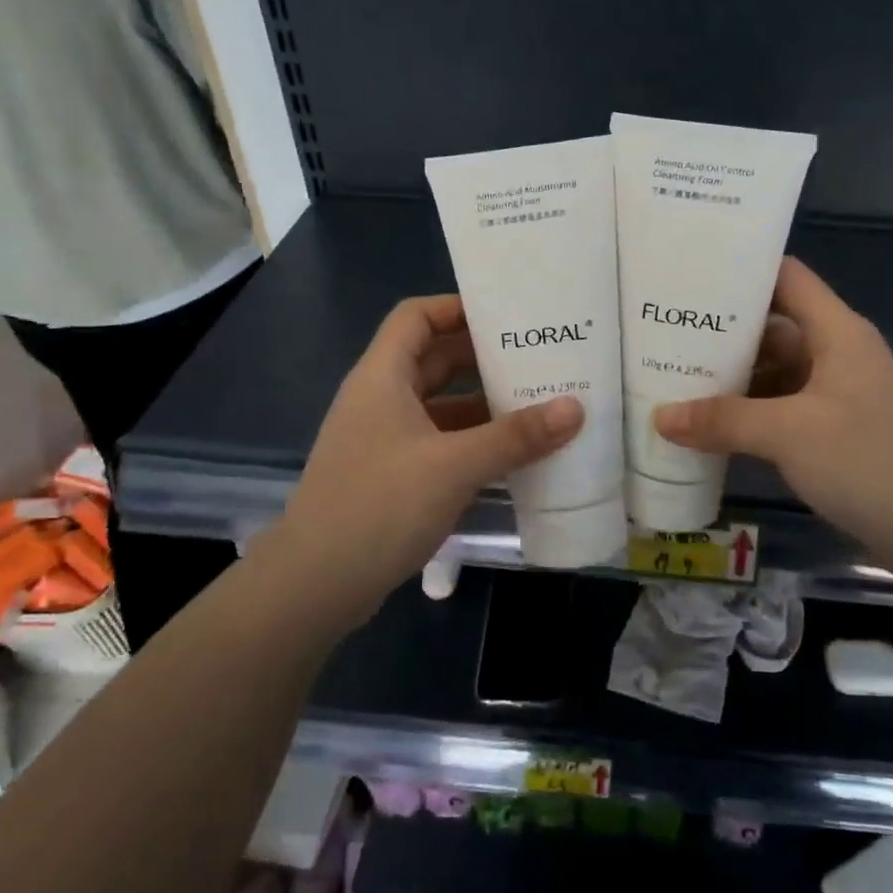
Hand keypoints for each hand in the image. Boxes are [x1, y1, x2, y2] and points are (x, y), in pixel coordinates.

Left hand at [262, 295, 581, 620]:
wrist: (316, 585)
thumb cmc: (380, 506)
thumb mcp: (455, 466)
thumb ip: (516, 437)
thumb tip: (576, 408)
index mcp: (382, 377)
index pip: (416, 316)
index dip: (457, 307)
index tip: (507, 315)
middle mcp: (380, 399)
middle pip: (433, 360)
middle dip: (482, 357)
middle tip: (537, 357)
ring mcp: (383, 440)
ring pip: (439, 405)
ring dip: (482, 404)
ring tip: (537, 403)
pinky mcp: (391, 475)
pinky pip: (438, 442)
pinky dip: (472, 441)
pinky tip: (511, 455)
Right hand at [653, 258, 892, 562]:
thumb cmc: (869, 462)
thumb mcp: (789, 434)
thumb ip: (723, 420)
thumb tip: (659, 417)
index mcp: (836, 332)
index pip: (786, 278)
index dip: (741, 271)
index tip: (688, 277)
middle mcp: (837, 354)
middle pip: (773, 327)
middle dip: (721, 335)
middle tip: (663, 337)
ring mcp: (837, 395)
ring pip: (775, 372)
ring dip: (732, 380)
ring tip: (673, 380)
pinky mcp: (835, 432)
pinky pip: (782, 409)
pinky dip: (749, 414)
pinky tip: (710, 426)